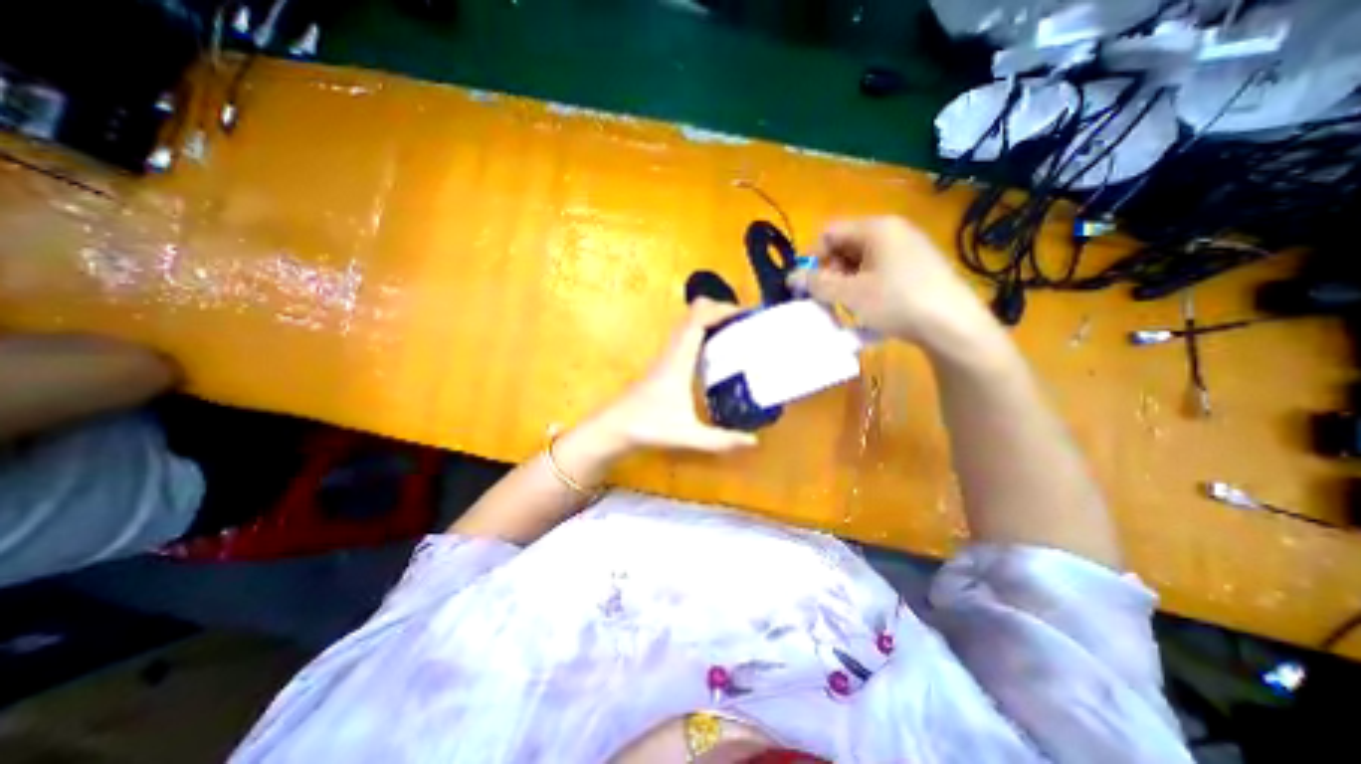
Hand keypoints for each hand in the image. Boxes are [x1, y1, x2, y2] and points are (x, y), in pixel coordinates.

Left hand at [597, 297, 761, 451]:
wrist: (614, 427)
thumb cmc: (647, 427)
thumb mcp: (687, 436)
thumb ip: (720, 440)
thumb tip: (753, 441)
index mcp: (679, 360)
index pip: (699, 320)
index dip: (722, 310)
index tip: (747, 315)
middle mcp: (672, 350)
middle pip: (693, 312)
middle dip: (721, 310)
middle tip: (745, 322)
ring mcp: (666, 355)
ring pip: (688, 322)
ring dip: (711, 318)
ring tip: (735, 331)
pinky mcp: (664, 362)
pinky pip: (685, 335)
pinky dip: (702, 331)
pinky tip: (715, 351)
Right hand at [789, 214, 994, 352]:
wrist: (953, 326)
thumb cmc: (896, 302)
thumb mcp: (850, 294)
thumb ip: (817, 283)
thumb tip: (791, 276)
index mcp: (876, 228)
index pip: (830, 233)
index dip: (813, 258)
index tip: (809, 285)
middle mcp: (894, 231)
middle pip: (846, 246)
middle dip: (831, 272)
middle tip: (829, 299)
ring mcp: (910, 248)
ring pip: (862, 261)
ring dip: (847, 282)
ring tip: (849, 307)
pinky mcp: (919, 267)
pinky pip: (881, 271)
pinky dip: (867, 287)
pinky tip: (871, 309)